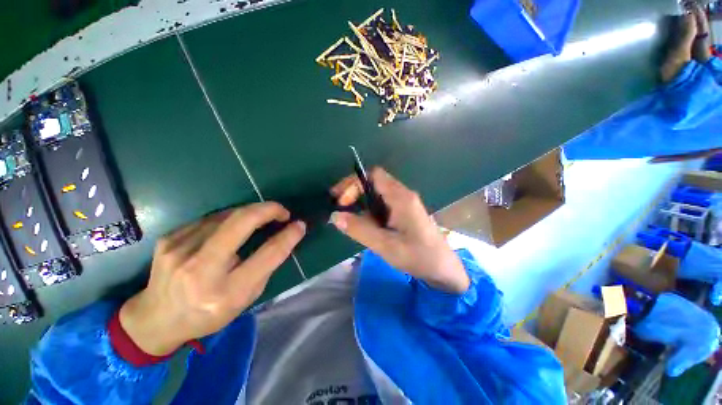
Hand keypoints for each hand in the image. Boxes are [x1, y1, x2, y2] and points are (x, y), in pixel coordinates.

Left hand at [119, 203, 305, 355]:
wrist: (155, 319)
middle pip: (241, 223)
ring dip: (250, 213)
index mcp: (225, 292)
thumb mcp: (245, 299)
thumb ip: (265, 267)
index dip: (288, 236)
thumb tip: (284, 237)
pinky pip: (210, 219)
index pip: (267, 255)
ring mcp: (180, 250)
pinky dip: (229, 219)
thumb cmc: (208, 313)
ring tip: (259, 219)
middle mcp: (200, 269)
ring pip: (227, 215)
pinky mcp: (169, 238)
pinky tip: (231, 227)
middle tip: (282, 211)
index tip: (300, 225)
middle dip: (268, 210)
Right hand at [330, 168, 468, 293]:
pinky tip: (366, 225)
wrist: (444, 269)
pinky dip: (370, 211)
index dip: (354, 183)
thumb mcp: (385, 245)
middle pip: (374, 182)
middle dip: (354, 192)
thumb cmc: (418, 257)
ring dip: (361, 202)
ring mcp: (405, 203)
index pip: (374, 175)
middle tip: (341, 208)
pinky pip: (383, 204)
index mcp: (401, 197)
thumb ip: (360, 229)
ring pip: (377, 194)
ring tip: (350, 219)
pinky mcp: (405, 212)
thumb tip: (336, 215)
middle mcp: (403, 195)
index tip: (342, 201)